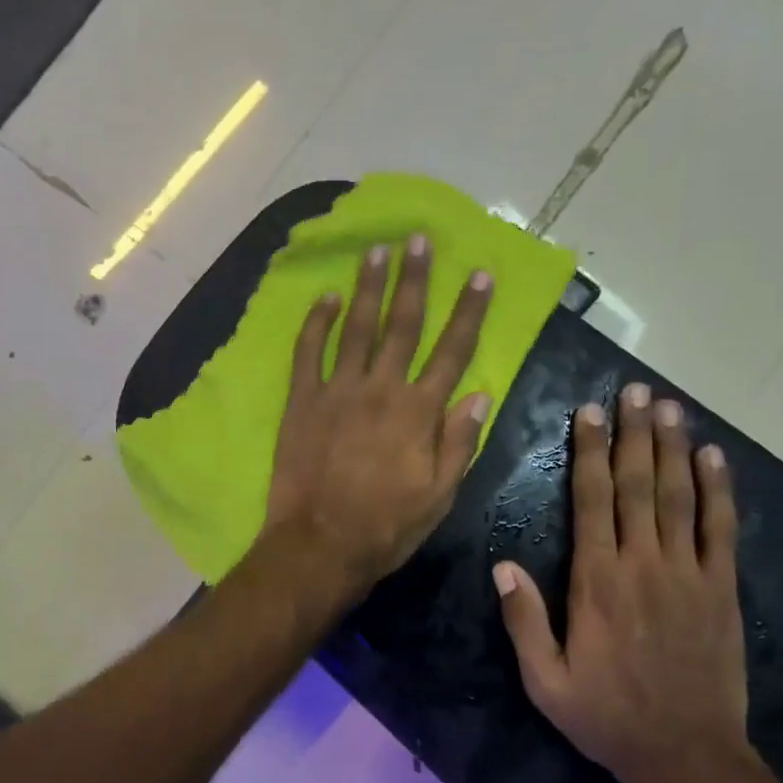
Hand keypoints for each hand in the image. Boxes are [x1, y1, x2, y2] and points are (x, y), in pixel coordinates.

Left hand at [265, 235, 492, 593]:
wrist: (320, 544)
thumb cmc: (386, 526)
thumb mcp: (439, 495)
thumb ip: (458, 442)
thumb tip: (479, 394)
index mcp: (419, 412)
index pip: (452, 351)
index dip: (469, 311)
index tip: (480, 275)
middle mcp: (381, 389)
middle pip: (403, 324)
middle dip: (415, 279)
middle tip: (419, 239)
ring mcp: (337, 391)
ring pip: (357, 328)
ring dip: (368, 287)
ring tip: (377, 251)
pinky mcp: (302, 401)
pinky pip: (308, 352)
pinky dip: (316, 322)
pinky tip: (325, 297)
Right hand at [492, 383, 757, 782]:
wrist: (687, 757)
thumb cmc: (606, 717)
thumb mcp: (544, 680)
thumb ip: (524, 621)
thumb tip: (503, 566)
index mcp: (596, 582)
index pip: (592, 501)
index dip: (590, 453)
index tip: (590, 413)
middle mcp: (643, 565)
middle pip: (637, 485)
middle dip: (634, 434)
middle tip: (635, 390)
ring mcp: (688, 574)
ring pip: (679, 497)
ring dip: (673, 448)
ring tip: (669, 406)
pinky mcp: (721, 590)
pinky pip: (721, 529)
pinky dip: (719, 490)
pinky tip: (714, 457)